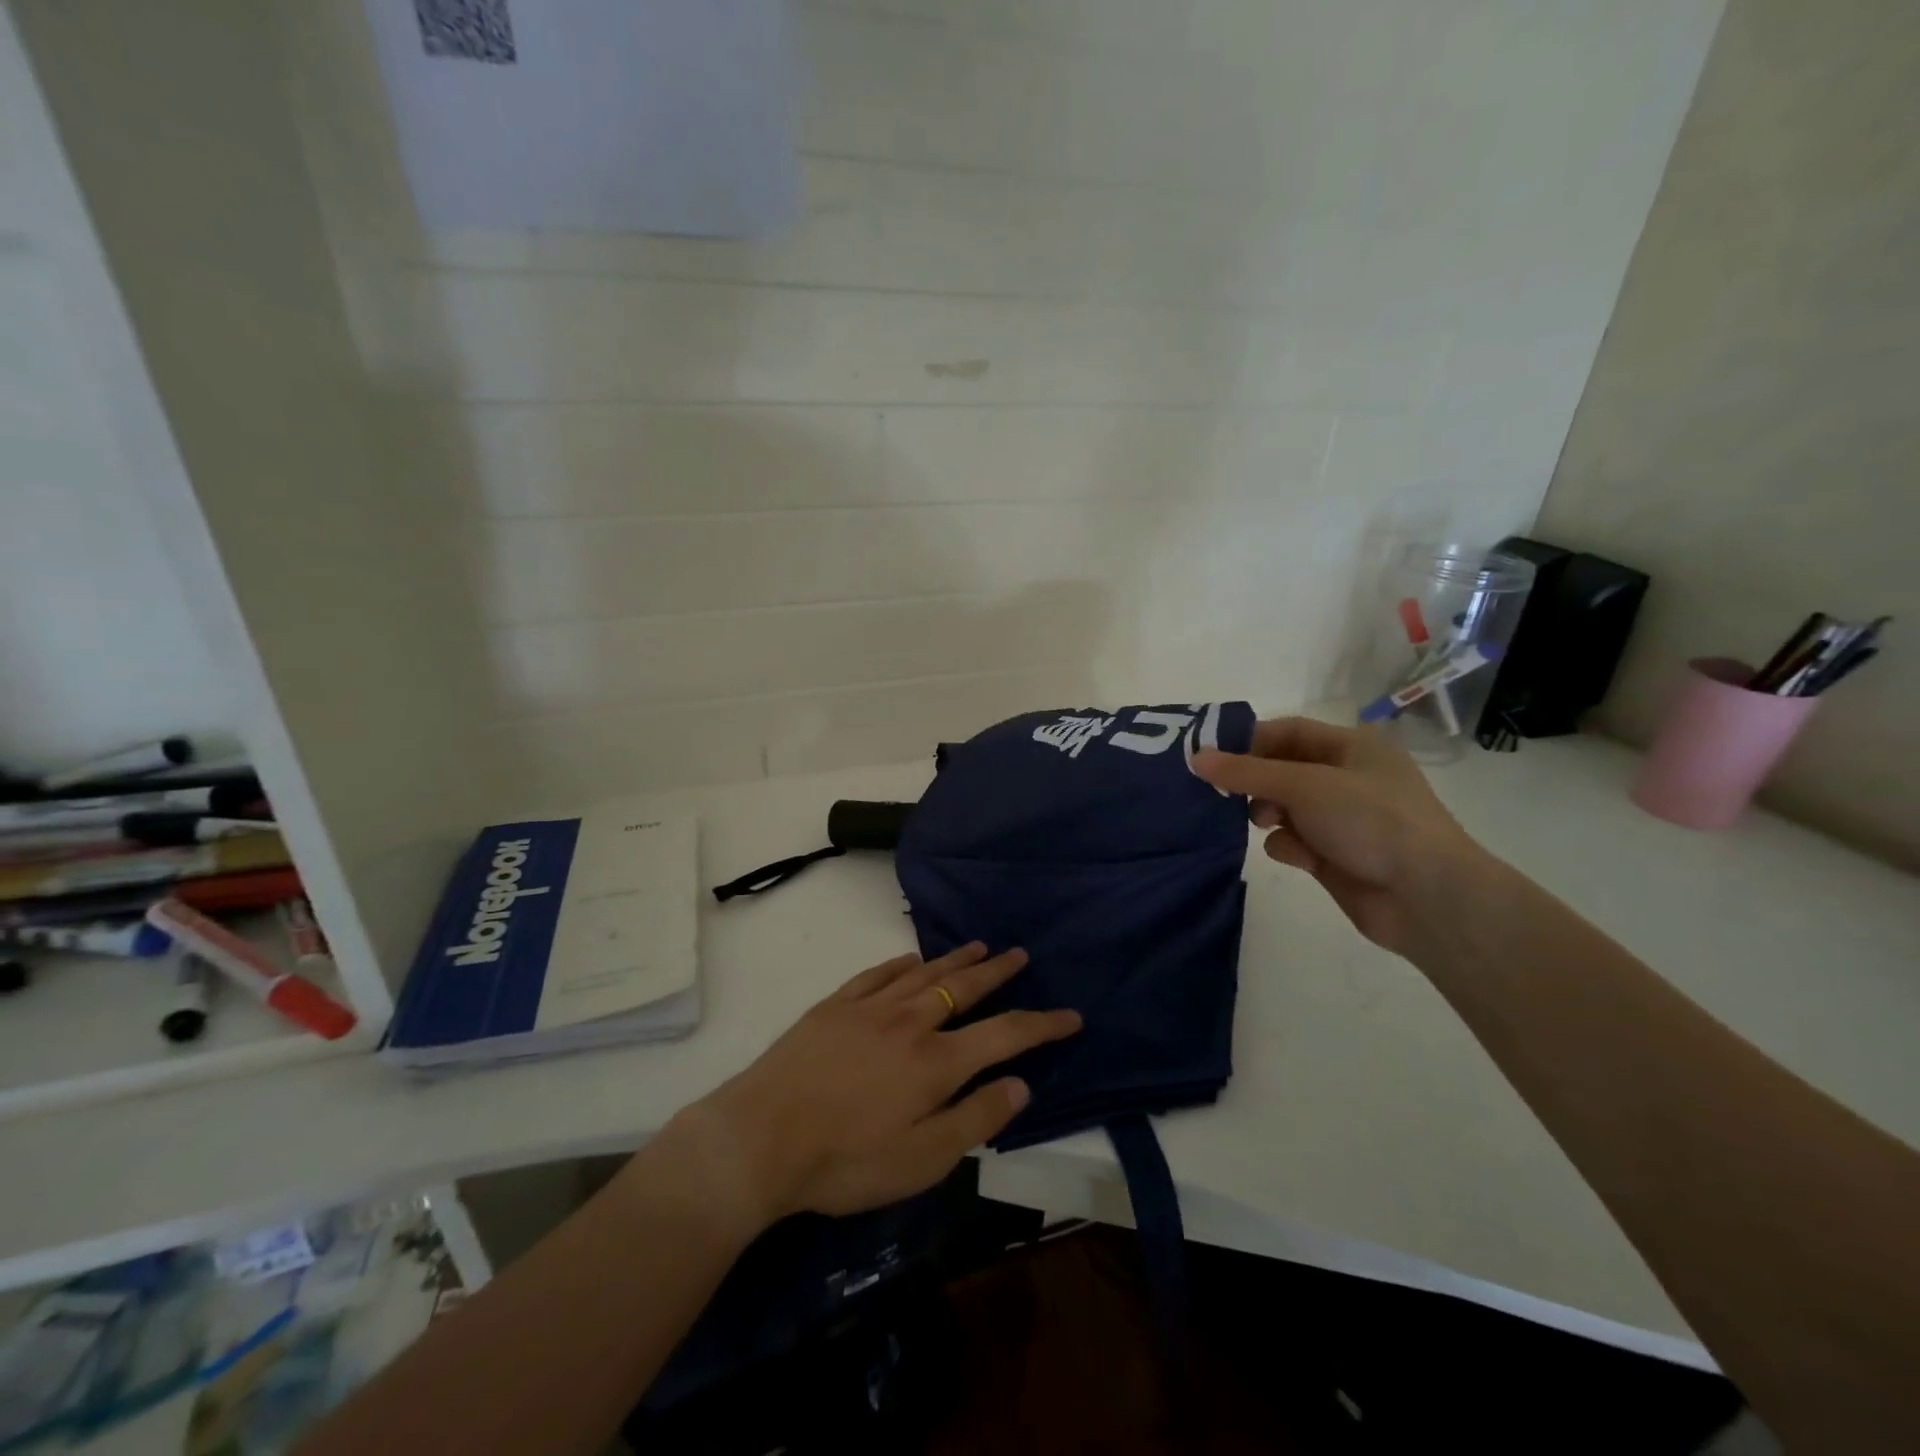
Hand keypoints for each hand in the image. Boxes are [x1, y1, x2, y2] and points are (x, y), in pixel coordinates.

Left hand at [671, 944, 1081, 1226]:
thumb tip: (1020, 1084)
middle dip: (999, 972)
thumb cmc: (845, 1161)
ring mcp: (870, 1008)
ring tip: (979, 945)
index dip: (1042, 1025)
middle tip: (1021, 955)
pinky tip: (911, 958)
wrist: (760, 1137)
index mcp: (936, 1062)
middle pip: (965, 988)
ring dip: (956, 959)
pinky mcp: (835, 1006)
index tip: (1071, 1015)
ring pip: (924, 973)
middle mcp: (910, 1022)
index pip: (1005, 1035)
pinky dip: (901, 963)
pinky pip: (878, 973)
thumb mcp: (921, 1161)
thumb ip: (974, 1119)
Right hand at [1193, 716, 1485, 956]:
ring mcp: (1341, 819)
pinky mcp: (1335, 855)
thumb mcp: (1304, 785)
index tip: (1210, 757)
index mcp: (1352, 747)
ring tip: (1264, 824)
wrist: (1426, 897)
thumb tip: (1195, 757)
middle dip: (1254, 782)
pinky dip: (1288, 846)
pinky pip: (1294, 841)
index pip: (1288, 731)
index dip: (1248, 740)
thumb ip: (1246, 772)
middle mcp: (1347, 778)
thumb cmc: (1370, 821)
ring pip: (1283, 807)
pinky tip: (1298, 858)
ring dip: (1267, 815)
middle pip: (1282, 770)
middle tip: (1224, 794)